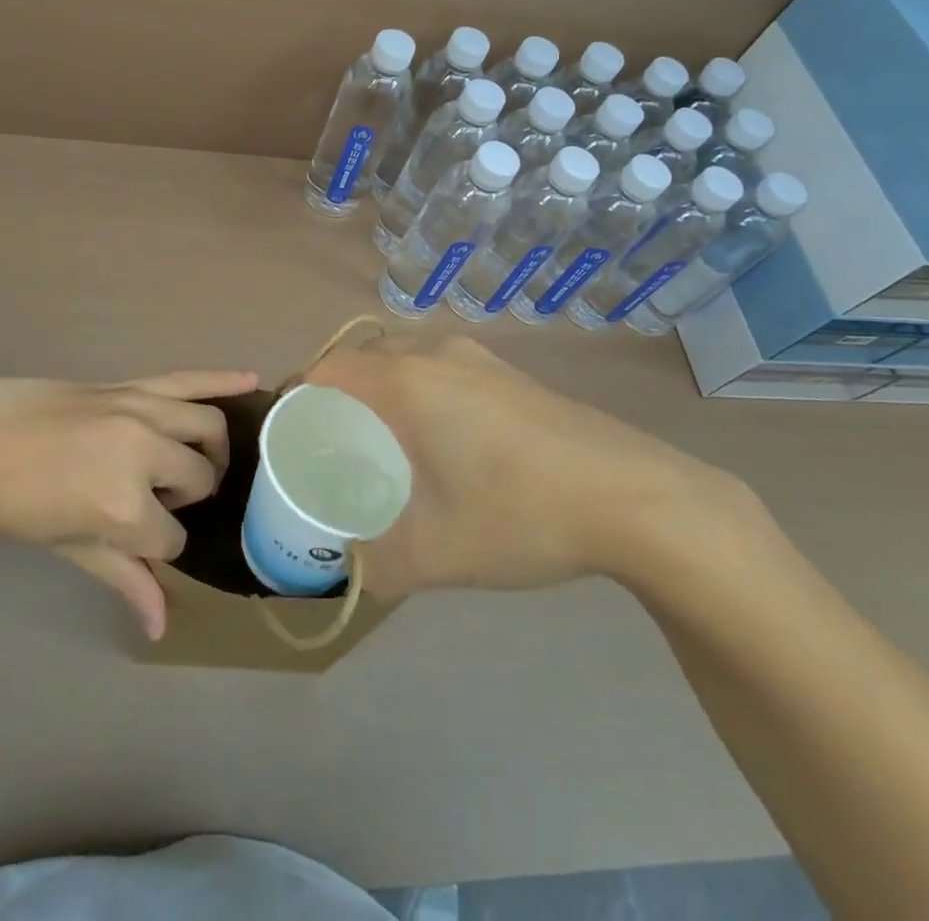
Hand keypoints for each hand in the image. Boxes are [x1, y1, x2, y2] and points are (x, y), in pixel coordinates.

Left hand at [0, 370, 257, 638]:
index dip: (160, 545)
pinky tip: (251, 381)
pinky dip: (222, 379)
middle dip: (188, 498)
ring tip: (202, 460)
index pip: (172, 537)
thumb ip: (122, 578)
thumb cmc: (9, 506)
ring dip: (214, 447)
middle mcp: (145, 454)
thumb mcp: (67, 547)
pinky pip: (188, 379)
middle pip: (199, 478)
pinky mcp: (130, 385)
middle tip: (160, 503)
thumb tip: (161, 626)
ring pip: (207, 426)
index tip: (138, 542)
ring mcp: (141, 411)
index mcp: (124, 507)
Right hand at [307, 334, 737, 597]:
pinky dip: (421, 393)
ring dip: (383, 393)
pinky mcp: (510, 372)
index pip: (327, 368)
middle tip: (334, 449)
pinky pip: (441, 370)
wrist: (636, 497)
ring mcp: (478, 358)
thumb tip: (348, 574)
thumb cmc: (521, 514)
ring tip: (386, 449)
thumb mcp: (438, 555)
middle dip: (339, 397)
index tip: (292, 439)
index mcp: (406, 381)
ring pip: (405, 361)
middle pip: (363, 359)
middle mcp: (435, 354)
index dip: (299, 397)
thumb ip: (378, 566)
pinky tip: (445, 446)